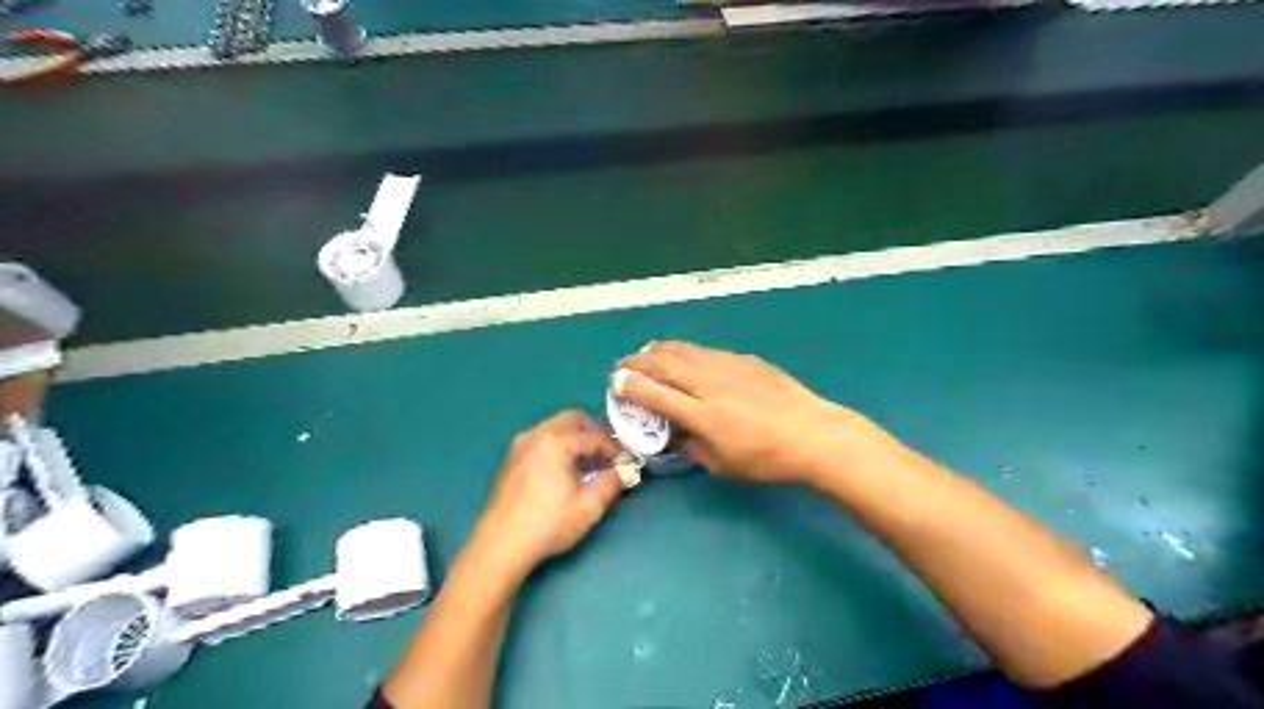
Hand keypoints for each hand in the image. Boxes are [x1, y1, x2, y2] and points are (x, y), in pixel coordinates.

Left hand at [474, 410, 626, 576]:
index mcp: (556, 441)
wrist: (500, 545)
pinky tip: (564, 469)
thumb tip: (623, 471)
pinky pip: (541, 438)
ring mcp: (520, 445)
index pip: (594, 436)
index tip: (626, 462)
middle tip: (608, 452)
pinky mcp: (511, 458)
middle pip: (572, 419)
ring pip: (555, 426)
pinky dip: (558, 444)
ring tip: (588, 461)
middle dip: (594, 432)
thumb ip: (611, 483)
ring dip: (575, 437)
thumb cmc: (548, 524)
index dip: (614, 448)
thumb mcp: (589, 506)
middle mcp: (536, 434)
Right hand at [619, 340, 881, 483]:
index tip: (615, 382)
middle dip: (638, 362)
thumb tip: (677, 433)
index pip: (656, 395)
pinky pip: (707, 351)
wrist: (814, 434)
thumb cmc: (768, 460)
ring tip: (647, 352)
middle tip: (623, 363)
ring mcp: (729, 367)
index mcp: (703, 416)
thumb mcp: (724, 466)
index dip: (631, 386)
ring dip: (660, 350)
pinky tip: (685, 354)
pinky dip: (687, 351)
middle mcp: (710, 385)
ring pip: (685, 351)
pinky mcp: (745, 360)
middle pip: (665, 365)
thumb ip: (694, 447)